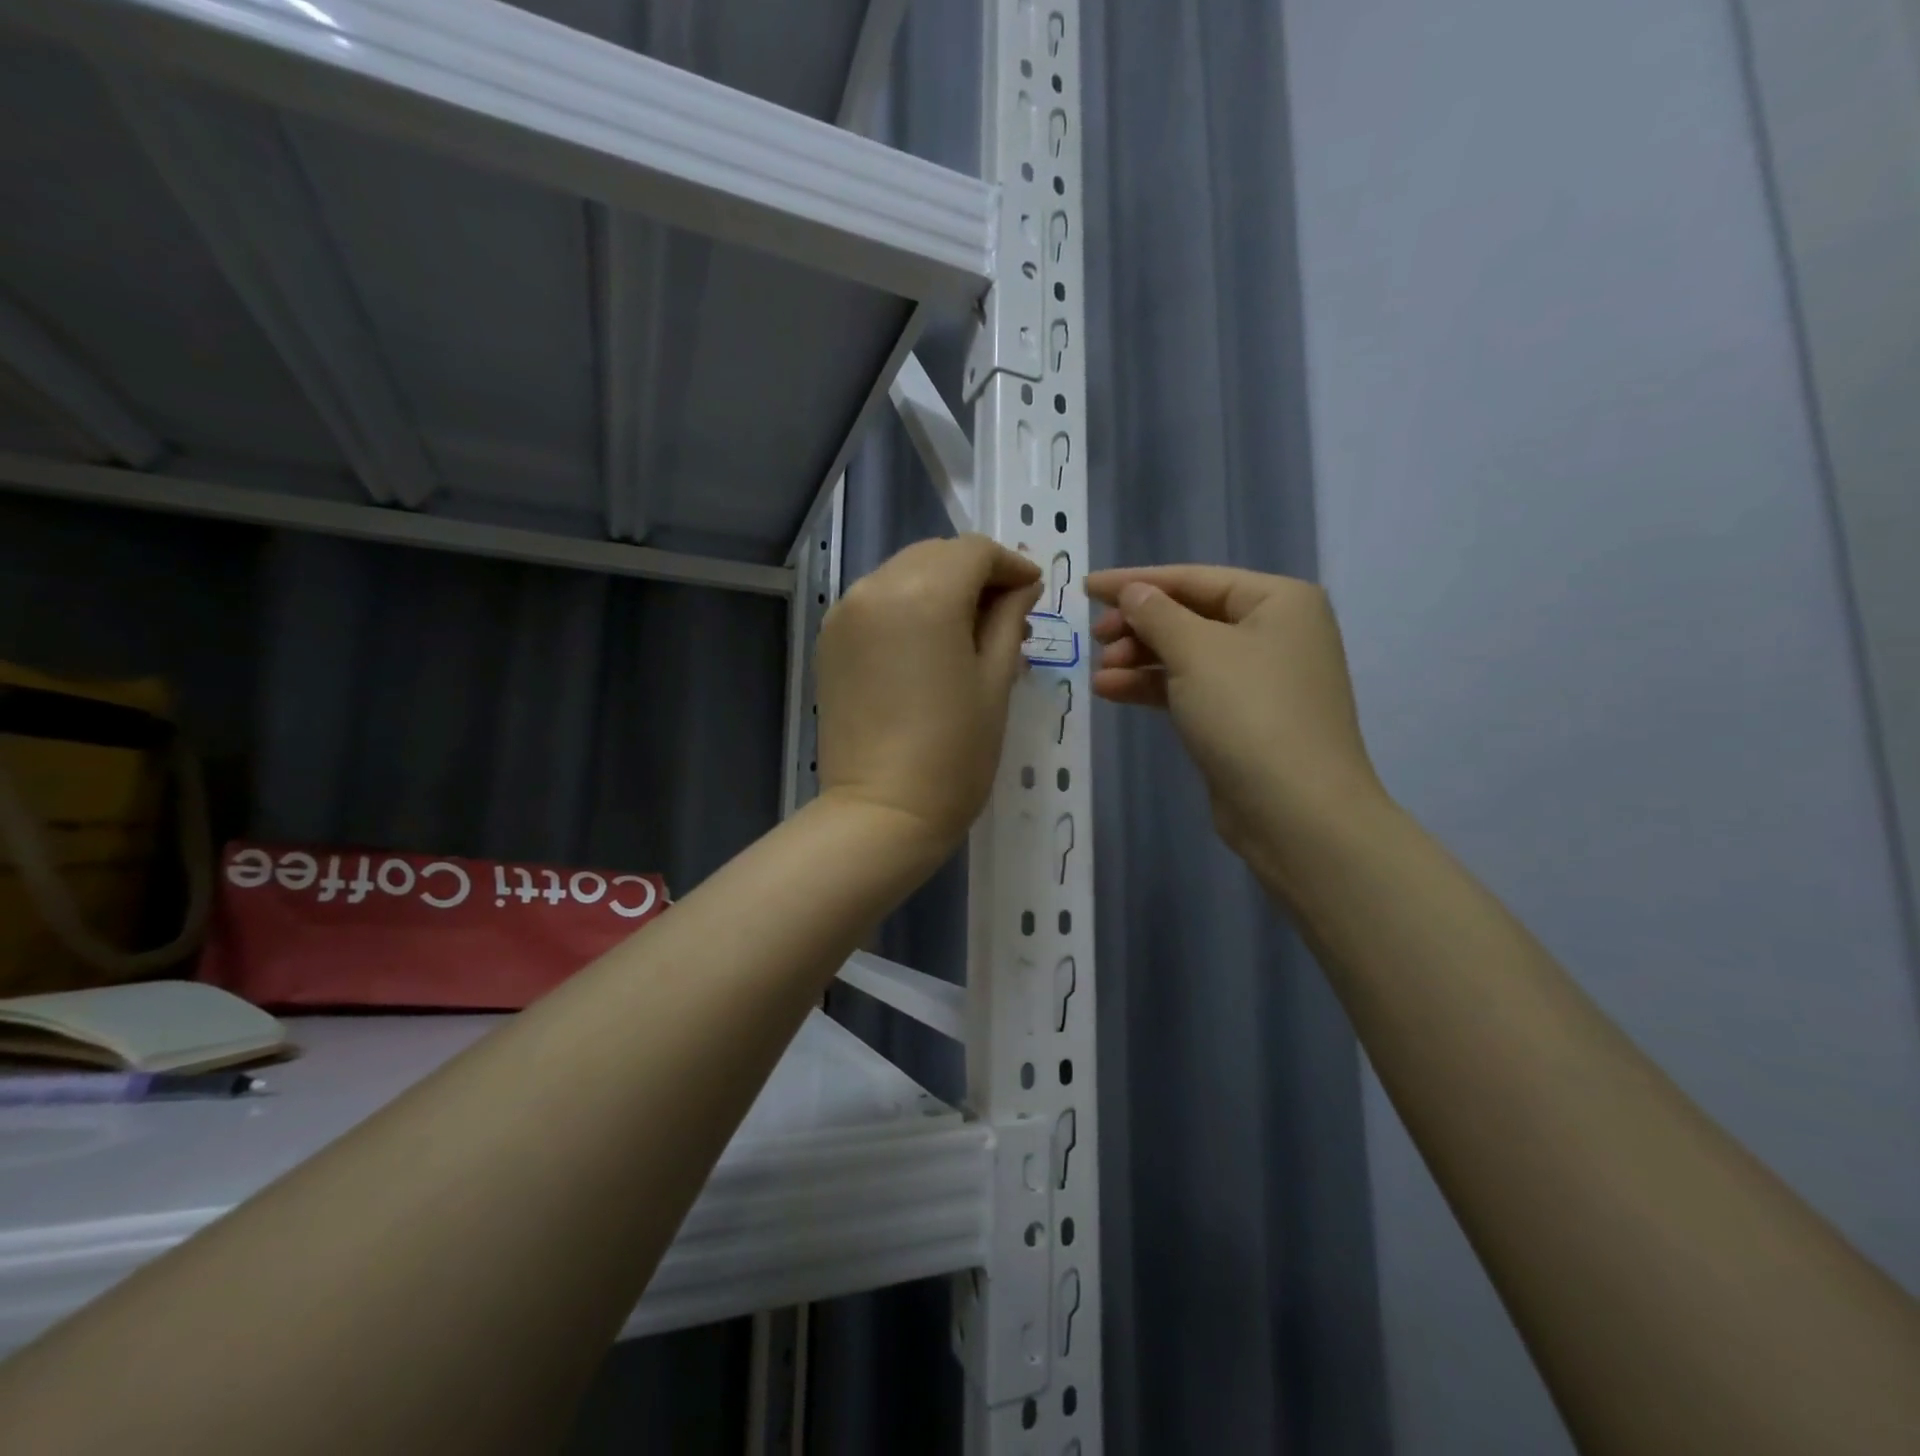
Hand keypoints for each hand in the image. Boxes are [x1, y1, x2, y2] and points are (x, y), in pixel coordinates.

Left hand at [816, 536, 1041, 851]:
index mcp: (925, 594)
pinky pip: (876, 601)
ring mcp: (845, 613)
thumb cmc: (955, 752)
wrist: (882, 811)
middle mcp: (877, 588)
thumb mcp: (996, 681)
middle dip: (975, 573)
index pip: (974, 551)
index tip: (1032, 592)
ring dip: (940, 588)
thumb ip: (1009, 620)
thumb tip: (1021, 587)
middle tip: (1005, 613)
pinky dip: (907, 606)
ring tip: (968, 632)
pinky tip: (927, 645)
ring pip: (903, 574)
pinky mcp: (830, 640)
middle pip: (935, 555)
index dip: (1010, 565)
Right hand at [1086, 565, 1387, 870]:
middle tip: (1096, 639)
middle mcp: (1275, 632)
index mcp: (1278, 601)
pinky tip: (1112, 692)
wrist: (1295, 811)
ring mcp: (1260, 679)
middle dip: (1139, 626)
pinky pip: (1190, 689)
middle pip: (1191, 615)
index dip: (1136, 582)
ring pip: (1187, 655)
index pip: (1194, 578)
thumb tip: (1133, 592)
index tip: (1086, 588)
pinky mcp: (1243, 719)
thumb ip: (1157, 614)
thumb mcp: (1196, 652)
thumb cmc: (1249, 713)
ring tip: (1100, 673)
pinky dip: (1153, 688)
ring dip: (1140, 660)